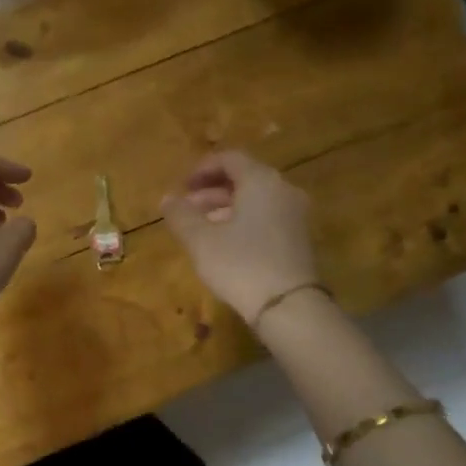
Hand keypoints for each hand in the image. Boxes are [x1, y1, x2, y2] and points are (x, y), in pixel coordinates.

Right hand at [161, 150, 318, 323]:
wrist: (288, 306)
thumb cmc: (240, 264)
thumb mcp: (201, 240)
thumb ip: (181, 215)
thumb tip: (167, 198)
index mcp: (260, 181)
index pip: (229, 159)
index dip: (201, 169)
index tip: (181, 187)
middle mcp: (283, 190)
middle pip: (244, 179)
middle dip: (211, 191)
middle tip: (186, 209)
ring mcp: (295, 215)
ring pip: (256, 200)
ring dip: (225, 209)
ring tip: (201, 229)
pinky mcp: (299, 239)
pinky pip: (266, 218)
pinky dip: (243, 222)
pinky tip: (225, 244)